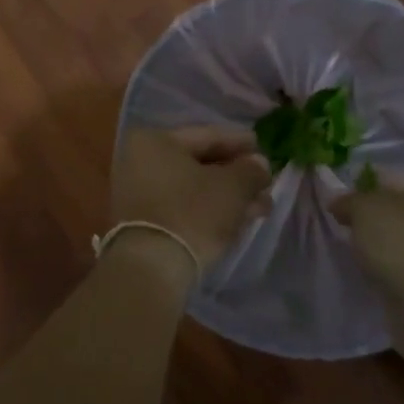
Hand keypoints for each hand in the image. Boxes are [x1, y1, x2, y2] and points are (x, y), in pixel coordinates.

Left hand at [111, 127, 270, 272]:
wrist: (152, 267)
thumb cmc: (193, 213)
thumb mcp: (233, 187)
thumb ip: (251, 170)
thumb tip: (259, 164)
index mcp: (155, 141)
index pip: (207, 135)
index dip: (240, 142)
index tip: (263, 147)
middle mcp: (139, 161)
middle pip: (199, 163)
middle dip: (236, 175)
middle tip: (265, 182)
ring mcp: (138, 193)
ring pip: (193, 188)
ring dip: (227, 196)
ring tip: (261, 207)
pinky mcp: (142, 223)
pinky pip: (182, 207)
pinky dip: (209, 210)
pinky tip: (237, 219)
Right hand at [331, 176, 403, 294]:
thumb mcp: (366, 209)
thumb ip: (351, 201)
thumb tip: (339, 202)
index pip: (403, 180)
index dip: (370, 187)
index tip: (346, 201)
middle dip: (384, 219)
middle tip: (353, 228)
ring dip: (393, 248)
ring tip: (363, 254)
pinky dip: (400, 272)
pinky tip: (380, 276)